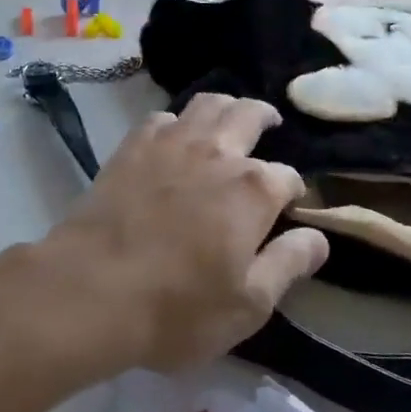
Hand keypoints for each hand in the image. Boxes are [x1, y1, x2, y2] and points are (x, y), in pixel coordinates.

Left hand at [9, 94, 326, 378]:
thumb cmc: (177, 308)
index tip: (288, 208)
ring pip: (207, 103)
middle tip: (270, 125)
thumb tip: (319, 238)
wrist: (91, 290)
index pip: (288, 177)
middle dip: (265, 118)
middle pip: (250, 115)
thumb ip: (288, 265)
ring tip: (229, 119)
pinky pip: (162, 118)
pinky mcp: (133, 146)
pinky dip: (177, 122)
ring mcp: (172, 143)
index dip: (293, 192)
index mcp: (253, 189)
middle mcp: (217, 153)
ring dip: (226, 106)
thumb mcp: (249, 305)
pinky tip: (175, 138)